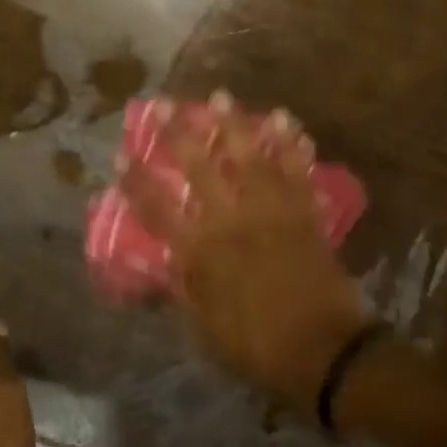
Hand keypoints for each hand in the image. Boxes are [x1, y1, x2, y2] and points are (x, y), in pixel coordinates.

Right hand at [119, 101, 367, 411]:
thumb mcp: (205, 328)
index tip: (123, 154)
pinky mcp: (305, 213)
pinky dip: (291, 146)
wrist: (323, 351)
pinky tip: (286, 123)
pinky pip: (297, 172)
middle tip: (167, 104)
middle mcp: (232, 222)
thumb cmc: (257, 346)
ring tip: (222, 96)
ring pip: (250, 158)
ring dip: (234, 125)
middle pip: (200, 169)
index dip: (138, 181)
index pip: (159, 209)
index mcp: (202, 252)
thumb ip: (185, 289)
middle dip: (180, 134)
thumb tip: (165, 262)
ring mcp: (272, 213)